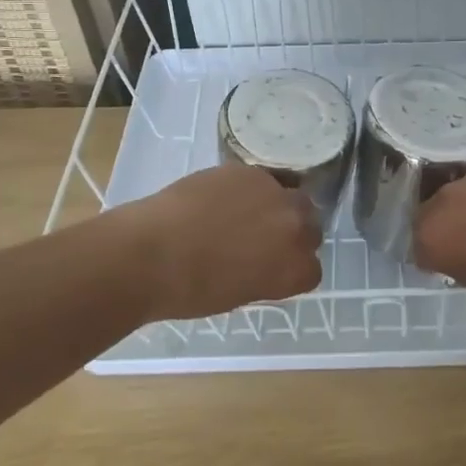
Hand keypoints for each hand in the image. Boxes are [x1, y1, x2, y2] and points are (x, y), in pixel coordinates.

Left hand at [120, 164, 323, 321]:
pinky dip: (248, 188)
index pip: (312, 268)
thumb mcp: (239, 294)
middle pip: (310, 224)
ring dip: (276, 204)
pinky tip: (222, 198)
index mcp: (294, 269)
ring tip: (245, 212)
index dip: (293, 267)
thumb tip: (262, 262)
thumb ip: (265, 276)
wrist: (153, 253)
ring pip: (291, 194)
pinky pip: (261, 178)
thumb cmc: (190, 291)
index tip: (275, 268)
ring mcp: (274, 194)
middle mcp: (295, 228)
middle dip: (292, 231)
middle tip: (263, 237)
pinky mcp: (249, 171)